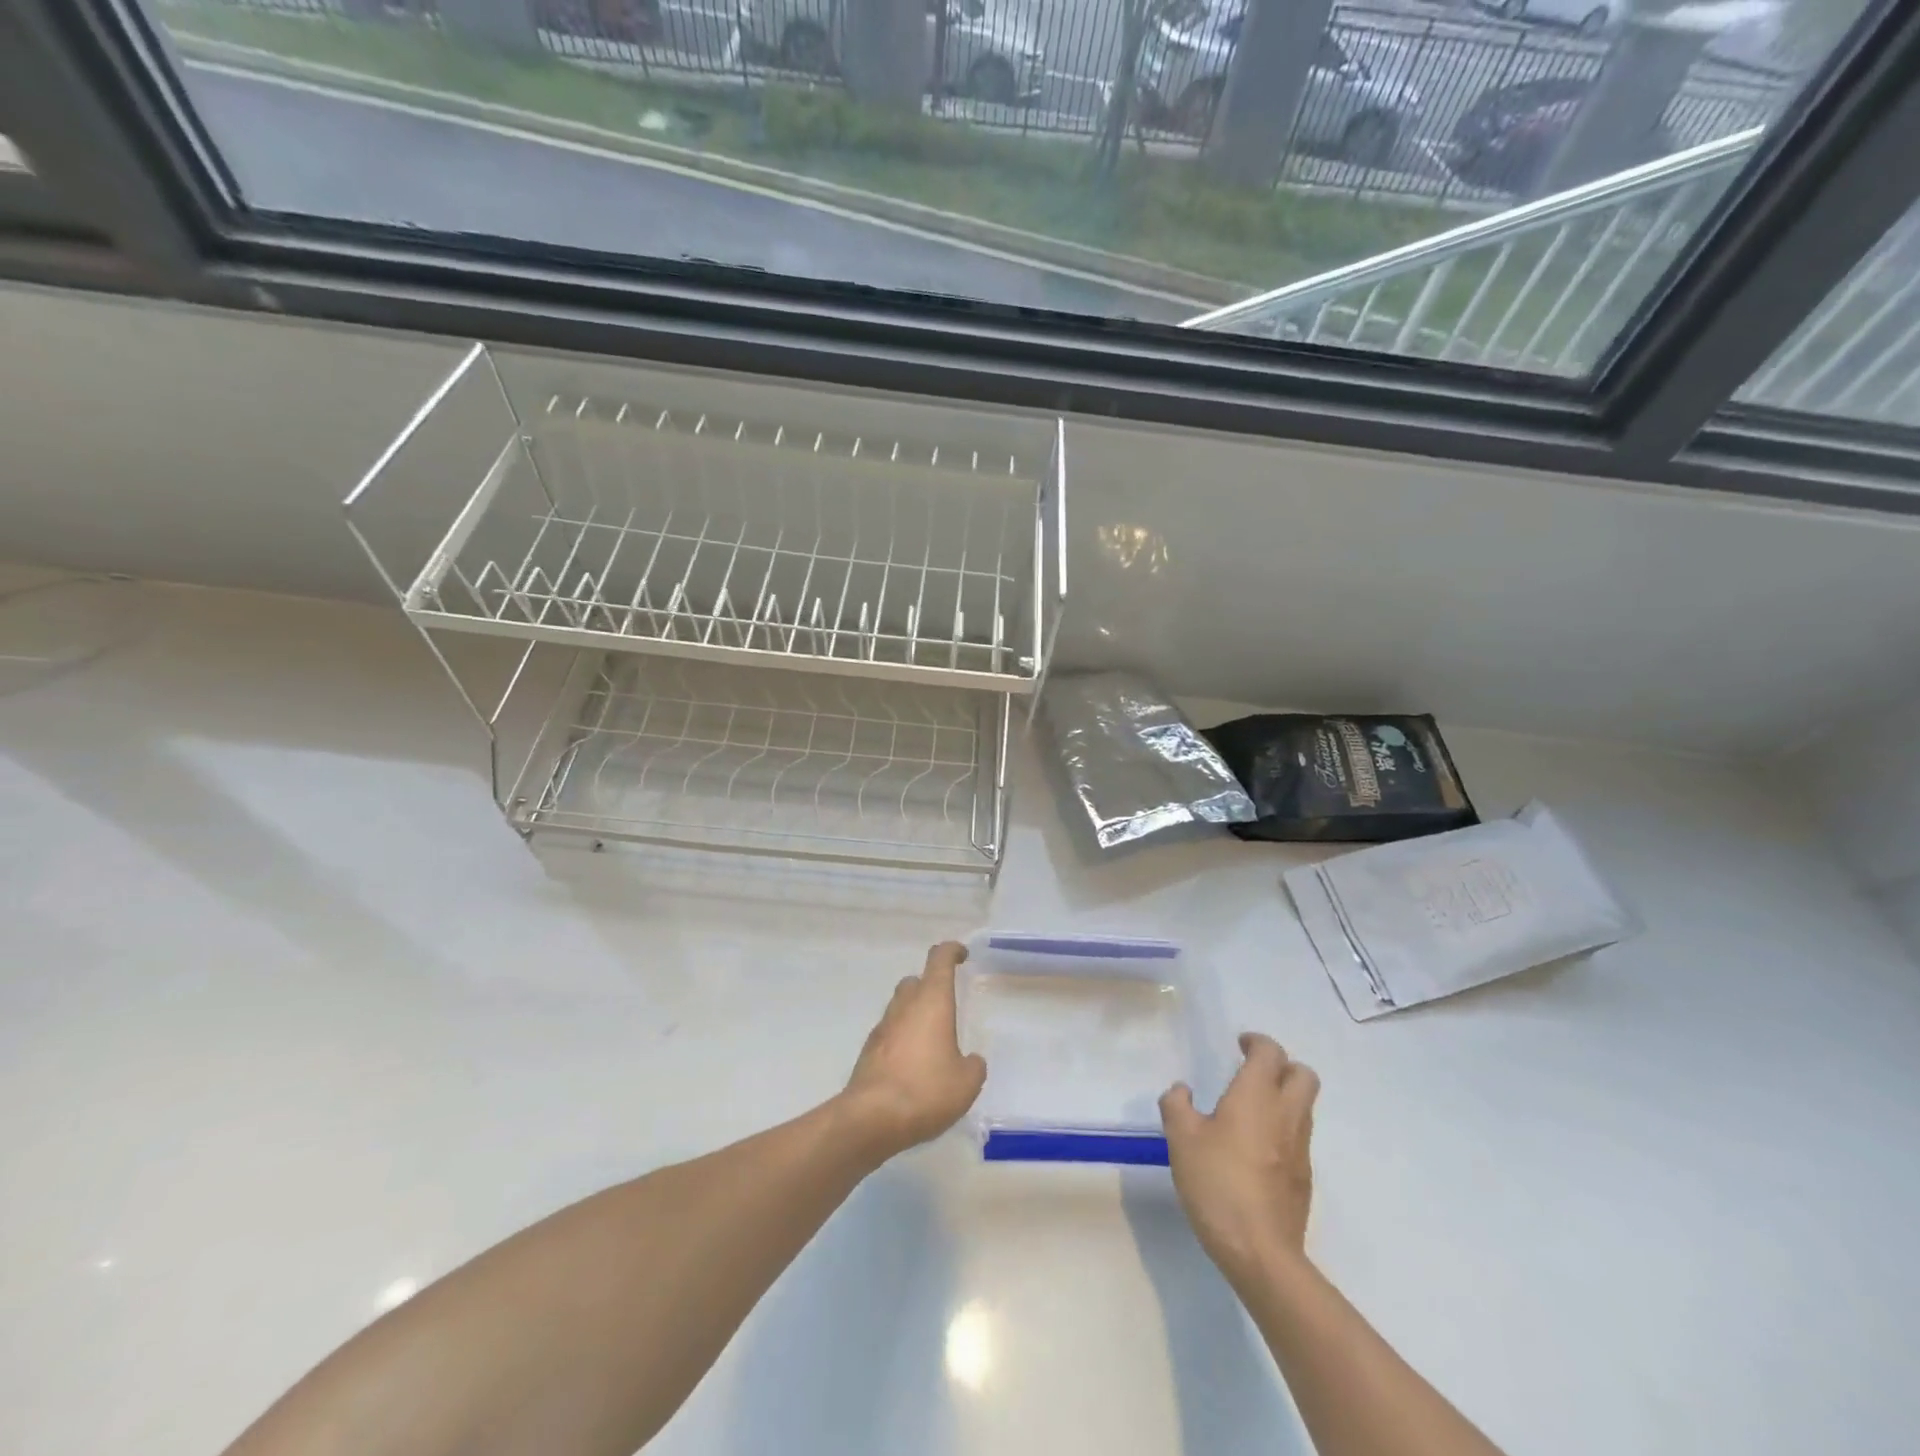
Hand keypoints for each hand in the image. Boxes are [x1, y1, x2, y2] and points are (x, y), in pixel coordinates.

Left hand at [842, 941, 986, 1159]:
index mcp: (932, 1001)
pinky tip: (912, 1064)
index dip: (951, 951)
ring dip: (915, 1013)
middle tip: (946, 1005)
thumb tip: (970, 1061)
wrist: (871, 1118)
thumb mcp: (966, 1083)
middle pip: (916, 981)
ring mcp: (882, 1027)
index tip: (962, 955)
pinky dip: (902, 1038)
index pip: (939, 959)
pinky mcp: (869, 1051)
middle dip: (930, 986)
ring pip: (900, 1006)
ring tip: (932, 1040)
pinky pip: (890, 1033)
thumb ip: (973, 1066)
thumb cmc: (925, 1090)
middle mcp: (905, 1006)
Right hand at [1160, 1033, 1319, 1286]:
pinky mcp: (1304, 1179)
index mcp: (1256, 1096)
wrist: (1260, 1252)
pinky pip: (1299, 1137)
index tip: (1240, 1044)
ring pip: (1304, 1106)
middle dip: (1282, 1065)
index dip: (1257, 1042)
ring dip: (1285, 1097)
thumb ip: (1177, 1106)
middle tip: (1254, 1071)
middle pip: (1303, 1075)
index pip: (1270, 1053)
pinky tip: (1255, 1149)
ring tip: (1251, 1109)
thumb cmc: (1217, 1183)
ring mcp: (1300, 1148)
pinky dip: (1283, 1129)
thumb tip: (1181, 1090)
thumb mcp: (1181, 1139)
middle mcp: (1286, 1114)